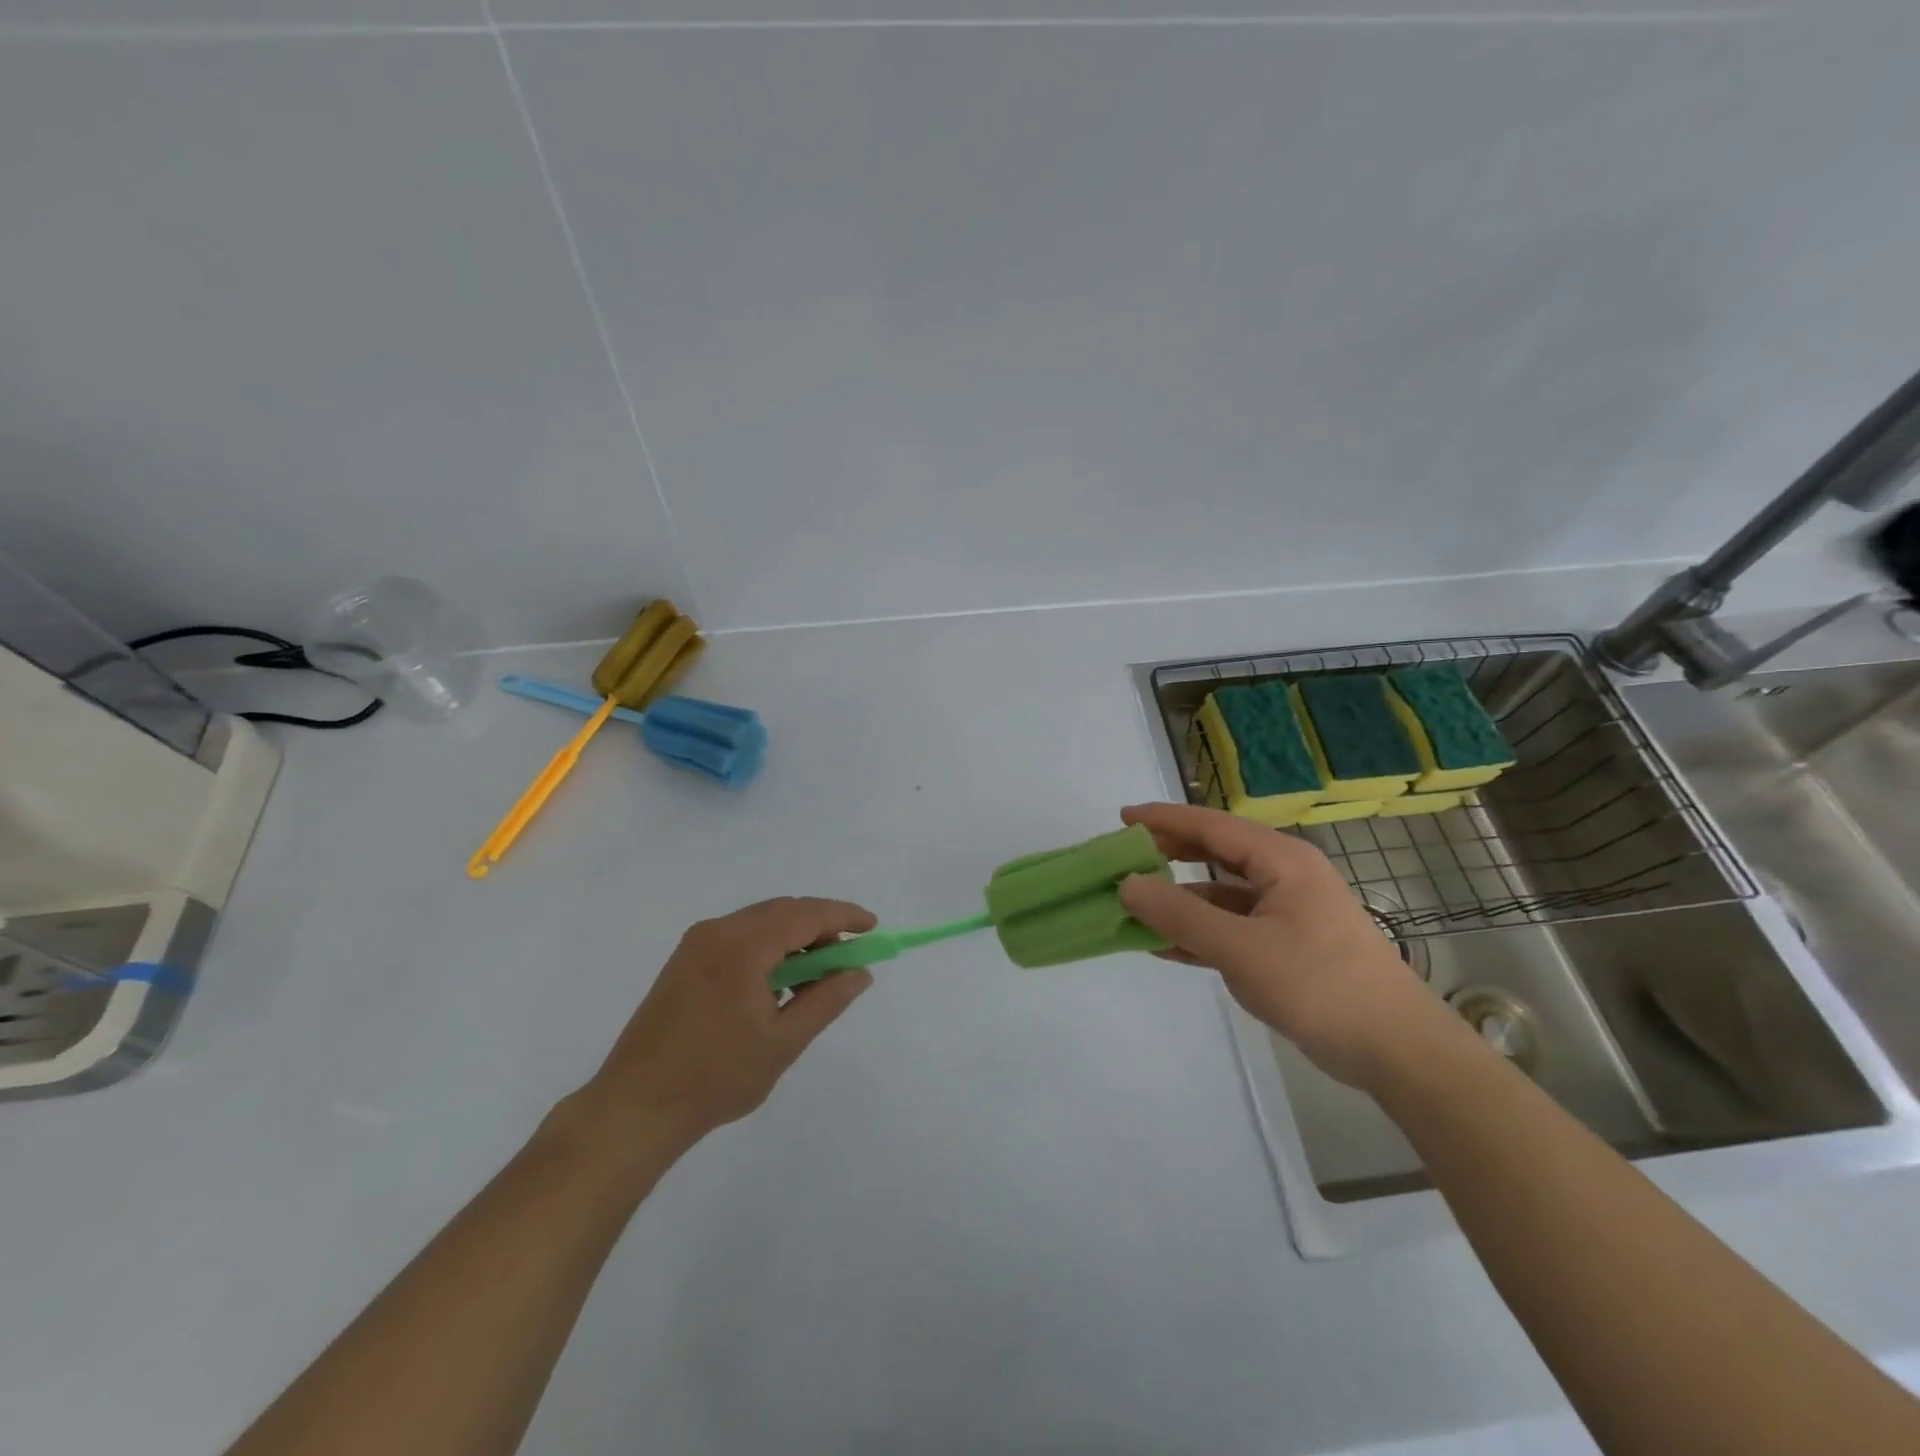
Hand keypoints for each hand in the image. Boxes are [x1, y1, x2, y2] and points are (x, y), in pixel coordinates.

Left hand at [580, 897, 876, 1150]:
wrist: (635, 1107)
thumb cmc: (715, 1078)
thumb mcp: (783, 1042)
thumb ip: (826, 1000)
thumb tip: (860, 972)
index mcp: (742, 945)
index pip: (805, 914)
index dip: (843, 916)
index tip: (873, 927)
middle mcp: (717, 931)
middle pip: (783, 911)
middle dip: (821, 926)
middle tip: (849, 956)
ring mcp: (697, 943)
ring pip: (761, 922)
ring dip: (795, 937)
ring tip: (817, 976)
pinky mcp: (685, 960)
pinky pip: (740, 936)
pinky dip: (769, 947)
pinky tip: (779, 981)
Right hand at [1117, 802, 1461, 1089]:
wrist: (1397, 1051)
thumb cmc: (1319, 985)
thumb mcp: (1241, 949)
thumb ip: (1180, 915)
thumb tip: (1127, 884)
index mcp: (1281, 860)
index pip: (1211, 825)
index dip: (1164, 819)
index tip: (1121, 818)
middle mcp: (1284, 876)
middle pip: (1216, 853)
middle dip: (1170, 854)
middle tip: (1126, 858)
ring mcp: (1288, 912)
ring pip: (1222, 894)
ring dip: (1181, 900)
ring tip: (1136, 905)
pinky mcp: (1288, 946)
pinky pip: (1233, 926)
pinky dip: (1200, 932)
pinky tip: (1165, 946)